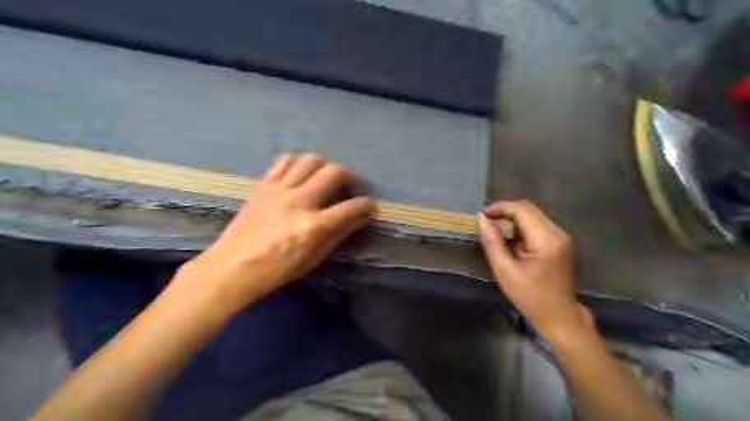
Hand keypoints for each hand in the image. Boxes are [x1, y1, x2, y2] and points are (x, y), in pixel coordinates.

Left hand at [176, 152, 374, 311]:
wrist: (232, 267)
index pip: (351, 207)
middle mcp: (299, 201)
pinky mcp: (263, 185)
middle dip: (351, 177)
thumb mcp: (314, 258)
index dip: (366, 205)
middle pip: (334, 172)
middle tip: (350, 189)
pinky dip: (299, 163)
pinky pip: (285, 161)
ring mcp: (279, 190)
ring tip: (326, 179)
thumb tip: (360, 217)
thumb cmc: (276, 270)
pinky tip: (301, 175)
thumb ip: (340, 234)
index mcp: (313, 227)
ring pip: (311, 159)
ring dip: (326, 166)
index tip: (369, 206)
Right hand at [478, 199, 588, 338]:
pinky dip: (521, 228)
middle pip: (529, 209)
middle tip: (486, 222)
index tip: (481, 216)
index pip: (522, 210)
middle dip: (505, 212)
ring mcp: (561, 237)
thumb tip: (482, 219)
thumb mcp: (505, 271)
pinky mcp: (559, 243)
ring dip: (512, 220)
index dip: (500, 208)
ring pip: (533, 216)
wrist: (559, 317)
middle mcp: (557, 233)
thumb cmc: (530, 297)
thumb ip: (492, 242)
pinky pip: (537, 226)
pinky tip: (511, 241)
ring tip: (495, 232)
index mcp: (546, 239)